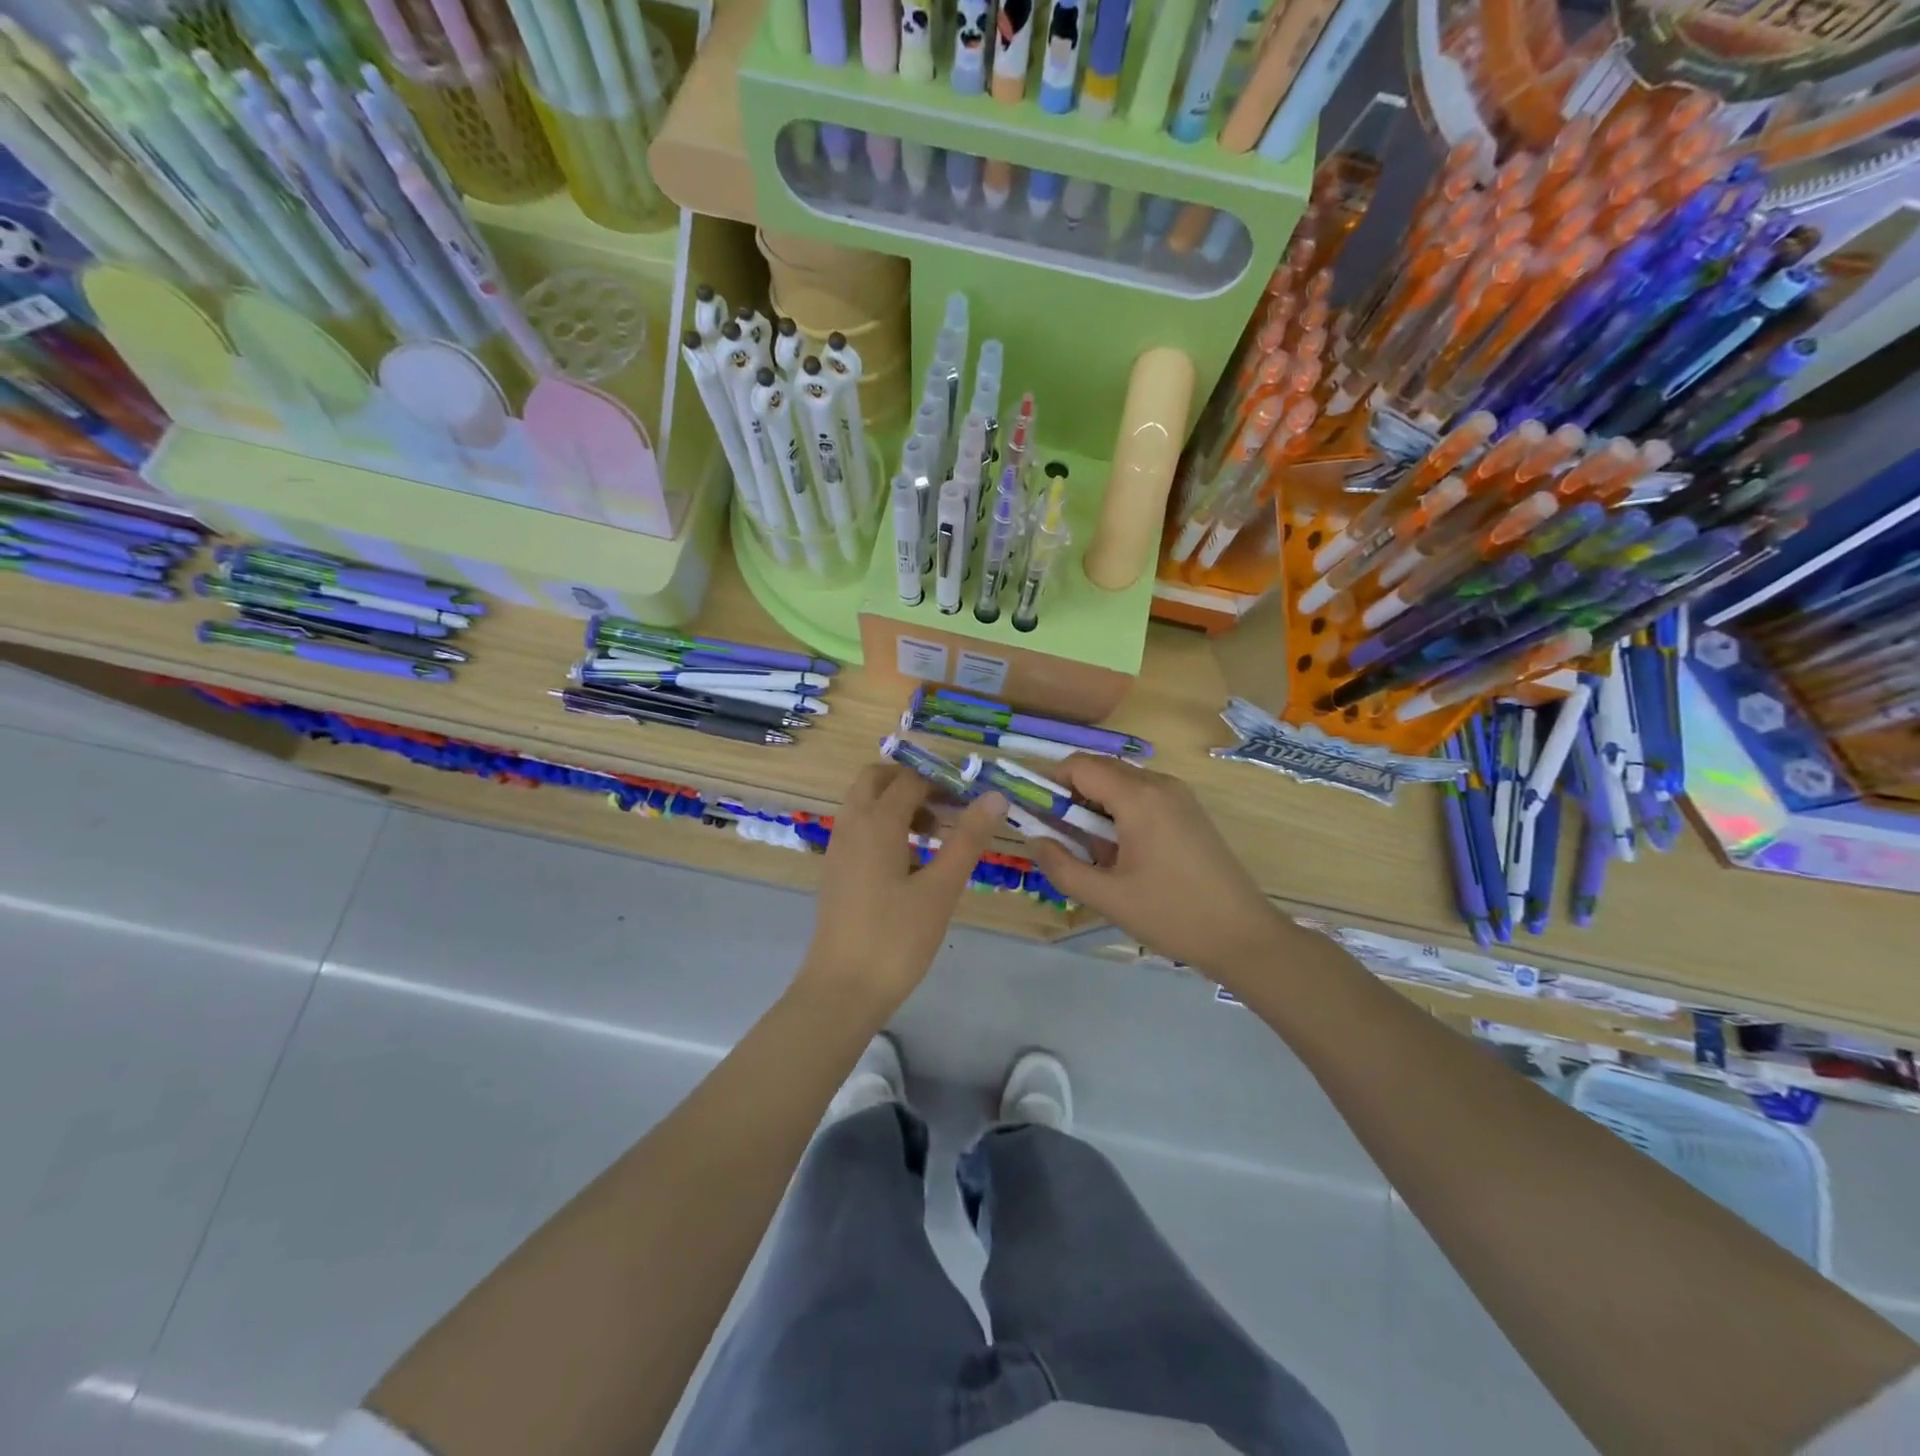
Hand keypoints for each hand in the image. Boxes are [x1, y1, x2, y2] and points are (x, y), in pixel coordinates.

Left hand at [798, 763, 1006, 1012]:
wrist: (842, 990)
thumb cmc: (896, 938)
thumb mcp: (941, 888)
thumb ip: (967, 839)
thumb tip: (994, 798)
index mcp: (876, 822)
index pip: (911, 779)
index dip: (943, 780)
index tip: (973, 795)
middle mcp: (851, 825)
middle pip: (876, 779)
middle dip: (912, 782)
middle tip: (947, 806)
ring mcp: (838, 848)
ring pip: (864, 804)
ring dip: (896, 804)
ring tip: (934, 834)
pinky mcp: (835, 872)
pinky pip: (858, 829)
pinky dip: (882, 826)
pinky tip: (909, 862)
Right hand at [1024, 755, 1287, 978]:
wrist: (1243, 936)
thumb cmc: (1172, 915)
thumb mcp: (1107, 897)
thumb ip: (1061, 866)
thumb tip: (1034, 839)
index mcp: (1138, 797)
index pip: (1079, 766)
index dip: (1049, 783)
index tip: (1034, 813)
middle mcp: (1159, 784)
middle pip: (1100, 770)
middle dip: (1071, 797)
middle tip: (1059, 838)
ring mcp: (1179, 796)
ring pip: (1121, 784)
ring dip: (1096, 807)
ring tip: (1092, 853)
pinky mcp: (1190, 812)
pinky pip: (1142, 797)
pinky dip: (1120, 813)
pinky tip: (1122, 855)